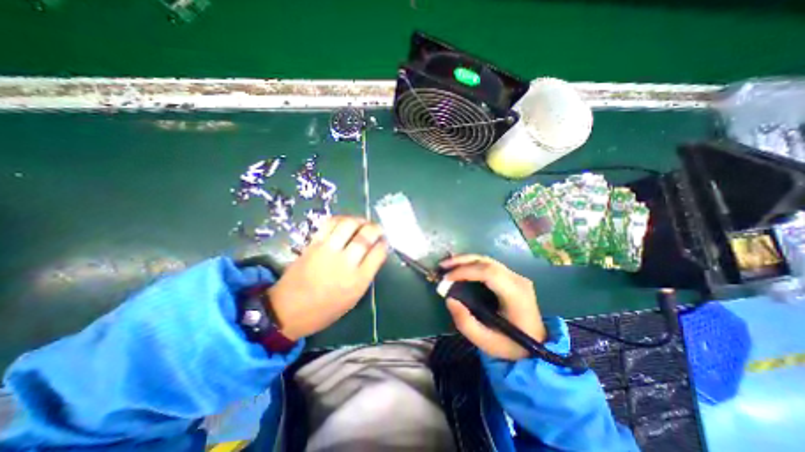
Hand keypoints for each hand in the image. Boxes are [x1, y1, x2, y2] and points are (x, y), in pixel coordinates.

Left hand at [266, 217, 387, 340]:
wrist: (287, 310)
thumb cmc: (325, 310)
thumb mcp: (353, 298)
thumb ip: (366, 274)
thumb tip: (374, 253)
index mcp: (358, 280)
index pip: (378, 253)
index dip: (384, 243)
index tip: (384, 241)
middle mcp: (345, 263)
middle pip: (366, 236)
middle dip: (376, 228)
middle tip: (377, 229)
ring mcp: (328, 251)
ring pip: (349, 225)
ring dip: (360, 220)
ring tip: (363, 222)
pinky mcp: (313, 244)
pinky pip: (330, 224)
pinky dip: (341, 219)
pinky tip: (345, 222)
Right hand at [440, 255, 547, 359]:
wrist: (537, 345)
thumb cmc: (512, 345)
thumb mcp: (486, 341)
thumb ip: (465, 322)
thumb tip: (449, 299)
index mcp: (516, 294)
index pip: (488, 273)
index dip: (465, 271)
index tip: (447, 278)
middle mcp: (518, 280)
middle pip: (487, 262)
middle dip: (462, 261)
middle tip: (442, 265)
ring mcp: (516, 276)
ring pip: (487, 261)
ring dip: (465, 260)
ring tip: (447, 265)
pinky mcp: (511, 277)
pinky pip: (489, 265)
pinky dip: (472, 264)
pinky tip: (460, 267)